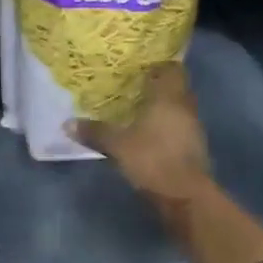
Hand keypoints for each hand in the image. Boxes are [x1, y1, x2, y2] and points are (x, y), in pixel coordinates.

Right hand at [70, 62, 213, 215]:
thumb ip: (95, 132)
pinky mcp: (195, 148)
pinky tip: (150, 133)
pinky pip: (181, 127)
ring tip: (139, 109)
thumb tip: (66, 123)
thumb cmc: (153, 159)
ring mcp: (193, 128)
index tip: (140, 66)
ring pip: (179, 108)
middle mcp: (185, 107)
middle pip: (176, 87)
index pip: (172, 68)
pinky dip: (168, 126)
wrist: (186, 197)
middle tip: (135, 86)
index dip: (159, 65)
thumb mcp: (117, 145)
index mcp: (169, 97)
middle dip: (158, 86)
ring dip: (164, 107)